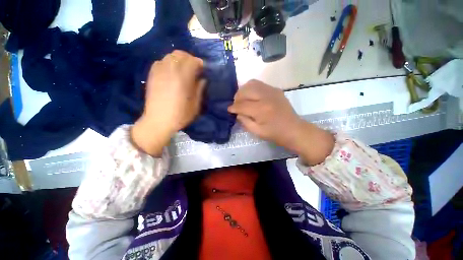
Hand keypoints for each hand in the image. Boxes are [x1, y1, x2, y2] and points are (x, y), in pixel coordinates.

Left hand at [132, 50, 205, 155]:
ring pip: (170, 56)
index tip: (204, 69)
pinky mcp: (152, 75)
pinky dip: (169, 62)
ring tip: (184, 69)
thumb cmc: (180, 115)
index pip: (192, 61)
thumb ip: (200, 89)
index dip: (200, 63)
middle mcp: (170, 70)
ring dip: (179, 59)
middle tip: (195, 68)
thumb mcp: (196, 105)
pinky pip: (161, 61)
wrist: (158, 121)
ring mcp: (159, 71)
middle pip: (180, 54)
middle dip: (190, 58)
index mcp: (182, 78)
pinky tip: (172, 72)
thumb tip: (203, 79)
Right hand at [228, 80, 333, 164]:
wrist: (294, 129)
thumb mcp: (257, 131)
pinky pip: (260, 84)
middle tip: (236, 104)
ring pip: (252, 83)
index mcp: (261, 110)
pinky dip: (252, 89)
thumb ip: (244, 121)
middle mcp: (266, 96)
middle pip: (245, 90)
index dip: (233, 107)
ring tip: (243, 99)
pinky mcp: (276, 89)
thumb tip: (237, 112)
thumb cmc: (275, 134)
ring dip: (244, 90)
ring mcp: (272, 91)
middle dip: (237, 97)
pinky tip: (252, 97)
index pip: (242, 105)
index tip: (229, 109)